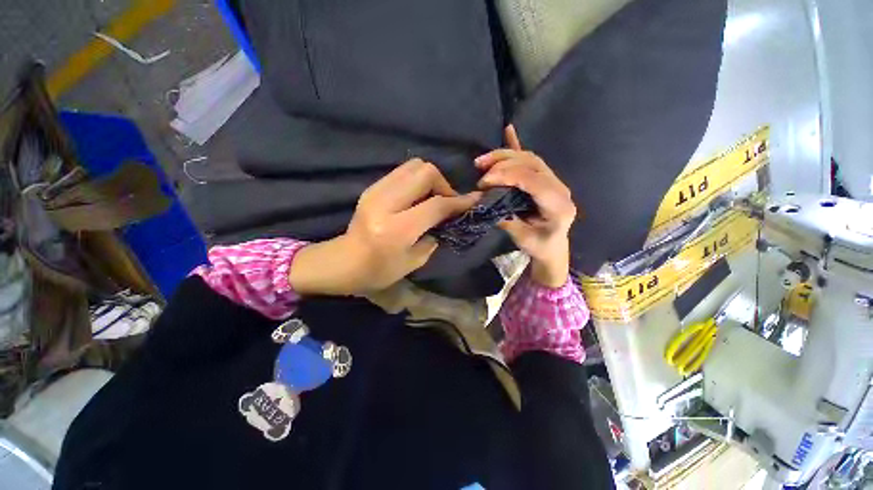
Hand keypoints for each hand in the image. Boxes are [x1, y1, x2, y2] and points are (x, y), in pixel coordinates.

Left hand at [289, 159, 479, 294]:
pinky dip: (416, 181)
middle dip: (443, 184)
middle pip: (425, 172)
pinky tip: (417, 197)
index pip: (436, 205)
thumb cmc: (379, 271)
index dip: (459, 201)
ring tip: (432, 198)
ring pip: (414, 166)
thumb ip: (435, 235)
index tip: (475, 199)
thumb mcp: (414, 261)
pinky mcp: (372, 187)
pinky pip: (402, 172)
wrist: (342, 262)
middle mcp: (385, 203)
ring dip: (430, 179)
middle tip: (446, 202)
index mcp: (397, 229)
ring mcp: (375, 191)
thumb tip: (448, 216)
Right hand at [475, 125, 576, 287]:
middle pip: (531, 163)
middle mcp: (559, 187)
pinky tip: (508, 130)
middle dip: (503, 162)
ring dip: (505, 155)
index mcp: (558, 204)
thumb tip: (485, 201)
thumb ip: (507, 219)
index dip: (507, 175)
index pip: (533, 180)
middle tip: (480, 170)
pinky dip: (517, 145)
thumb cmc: (540, 246)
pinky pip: (531, 159)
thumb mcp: (522, 238)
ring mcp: (553, 181)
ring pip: (530, 158)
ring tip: (482, 161)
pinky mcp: (544, 179)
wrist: (554, 248)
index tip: (484, 181)